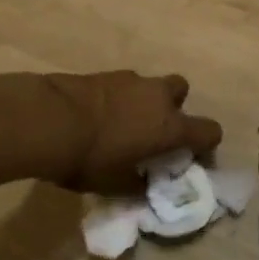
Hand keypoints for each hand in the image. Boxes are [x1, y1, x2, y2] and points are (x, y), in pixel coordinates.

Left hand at [42, 71, 223, 193]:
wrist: (48, 120)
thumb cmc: (90, 158)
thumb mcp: (116, 185)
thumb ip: (137, 185)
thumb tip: (144, 185)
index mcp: (170, 126)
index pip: (210, 131)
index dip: (206, 145)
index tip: (192, 158)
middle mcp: (158, 97)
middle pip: (182, 92)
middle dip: (173, 108)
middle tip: (154, 131)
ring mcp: (132, 80)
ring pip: (150, 86)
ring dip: (144, 102)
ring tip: (122, 124)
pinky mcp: (105, 74)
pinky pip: (124, 85)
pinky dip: (119, 98)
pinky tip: (99, 115)